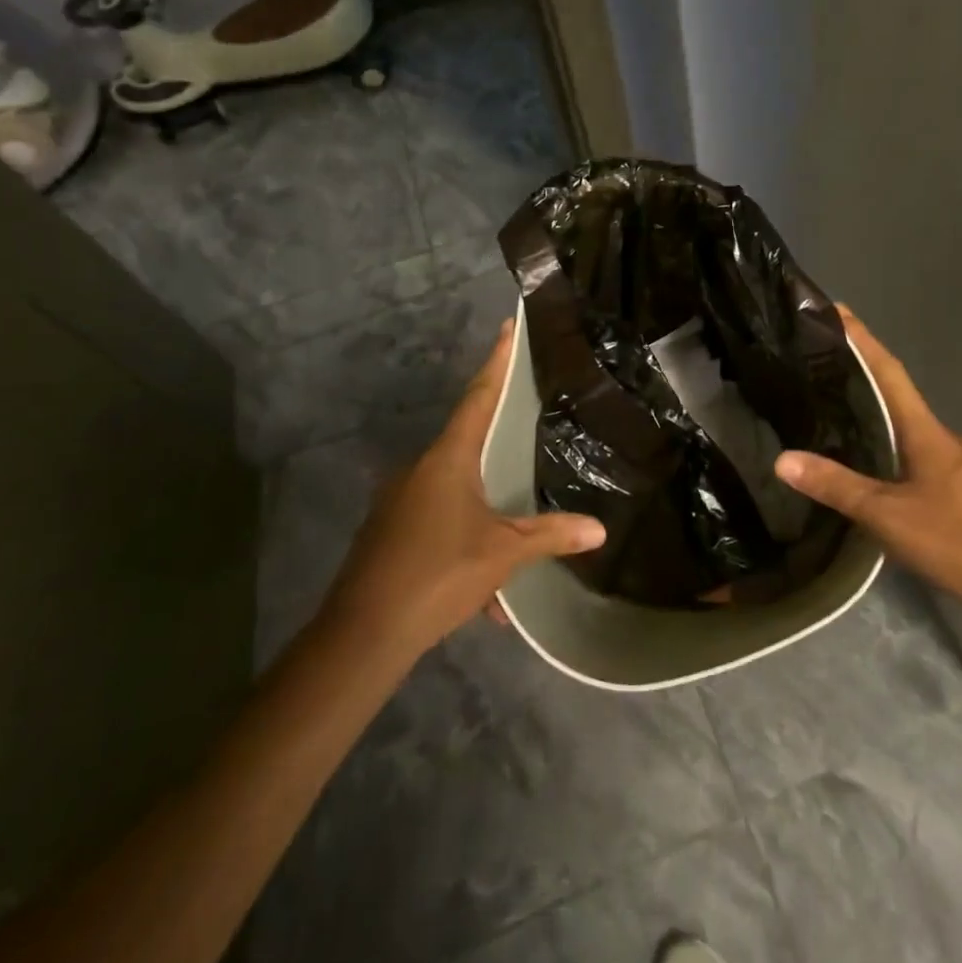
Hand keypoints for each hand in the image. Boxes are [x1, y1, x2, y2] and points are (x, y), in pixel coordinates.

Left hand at [319, 320, 605, 662]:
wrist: (362, 635)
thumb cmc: (438, 574)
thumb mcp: (503, 554)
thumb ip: (550, 536)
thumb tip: (599, 529)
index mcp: (447, 459)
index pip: (479, 396)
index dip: (496, 361)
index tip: (507, 326)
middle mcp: (420, 469)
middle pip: (467, 443)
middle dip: (498, 447)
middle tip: (528, 433)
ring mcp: (399, 500)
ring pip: (455, 494)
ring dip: (484, 519)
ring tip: (512, 558)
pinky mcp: (389, 531)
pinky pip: (437, 524)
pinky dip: (463, 546)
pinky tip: (482, 597)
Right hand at [774, 308, 961, 638]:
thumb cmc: (960, 544)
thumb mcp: (888, 518)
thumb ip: (837, 487)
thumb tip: (782, 459)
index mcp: (929, 434)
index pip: (890, 373)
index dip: (864, 340)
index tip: (840, 310)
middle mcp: (955, 439)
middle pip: (906, 405)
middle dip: (873, 393)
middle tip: (835, 390)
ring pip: (925, 440)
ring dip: (895, 436)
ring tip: (861, 445)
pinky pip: (943, 467)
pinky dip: (918, 466)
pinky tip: (906, 490)